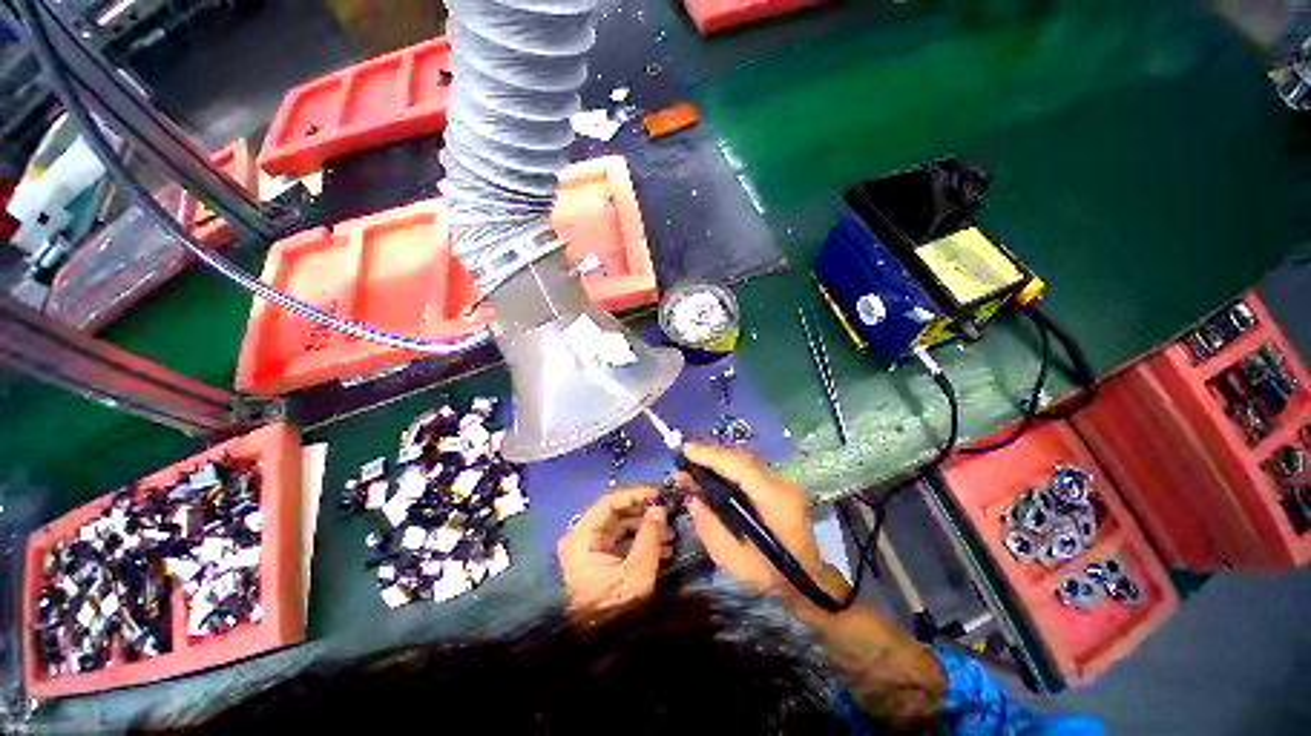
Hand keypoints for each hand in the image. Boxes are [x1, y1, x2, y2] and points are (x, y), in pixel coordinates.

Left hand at [557, 487, 671, 616]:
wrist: (602, 650)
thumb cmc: (617, 606)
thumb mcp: (638, 569)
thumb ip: (650, 534)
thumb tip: (660, 508)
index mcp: (582, 537)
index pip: (609, 503)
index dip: (636, 495)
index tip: (659, 494)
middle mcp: (582, 539)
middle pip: (615, 515)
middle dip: (644, 514)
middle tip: (669, 513)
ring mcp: (590, 552)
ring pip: (621, 529)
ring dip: (646, 529)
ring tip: (671, 534)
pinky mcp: (600, 564)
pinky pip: (621, 545)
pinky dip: (641, 543)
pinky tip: (664, 549)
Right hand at [681, 443, 837, 604]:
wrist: (809, 582)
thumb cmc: (771, 575)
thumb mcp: (734, 560)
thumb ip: (710, 528)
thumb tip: (693, 499)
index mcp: (774, 500)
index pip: (740, 467)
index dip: (711, 455)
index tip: (685, 450)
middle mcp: (780, 483)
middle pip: (740, 459)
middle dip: (709, 457)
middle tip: (681, 463)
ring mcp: (782, 482)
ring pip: (743, 462)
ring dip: (716, 463)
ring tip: (690, 471)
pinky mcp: (778, 486)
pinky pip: (747, 470)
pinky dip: (726, 470)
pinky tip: (710, 478)